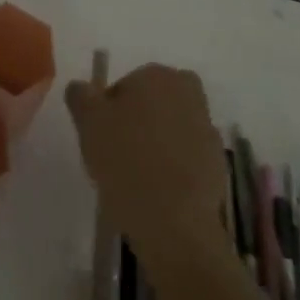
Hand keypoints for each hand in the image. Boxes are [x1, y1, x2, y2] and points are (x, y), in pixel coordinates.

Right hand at [66, 64, 229, 242]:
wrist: (174, 223)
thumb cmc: (126, 160)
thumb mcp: (87, 122)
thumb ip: (81, 96)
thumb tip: (82, 88)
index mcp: (157, 76)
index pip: (127, 83)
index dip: (110, 107)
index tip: (102, 134)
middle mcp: (188, 94)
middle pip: (155, 102)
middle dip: (140, 119)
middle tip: (119, 149)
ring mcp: (207, 130)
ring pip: (173, 127)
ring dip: (159, 142)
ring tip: (137, 174)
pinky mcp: (219, 165)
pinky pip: (188, 156)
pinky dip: (175, 167)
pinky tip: (158, 190)